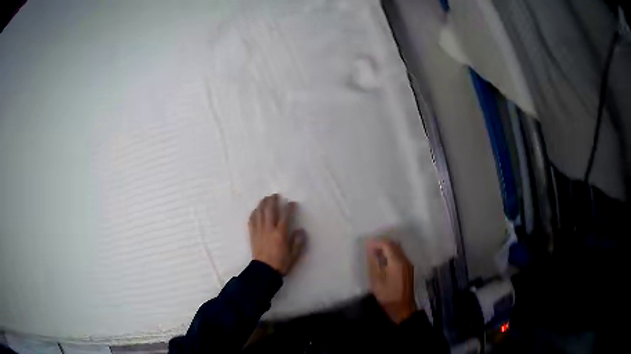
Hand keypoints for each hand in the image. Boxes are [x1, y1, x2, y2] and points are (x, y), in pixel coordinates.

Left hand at [249, 194, 305, 275]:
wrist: (264, 271)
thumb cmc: (281, 263)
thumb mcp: (294, 255)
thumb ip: (298, 242)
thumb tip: (301, 230)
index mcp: (280, 233)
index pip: (285, 216)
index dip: (289, 207)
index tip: (292, 202)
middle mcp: (269, 229)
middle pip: (270, 210)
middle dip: (272, 201)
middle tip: (275, 195)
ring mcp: (259, 231)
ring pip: (259, 213)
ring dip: (262, 204)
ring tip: (265, 199)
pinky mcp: (252, 234)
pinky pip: (251, 220)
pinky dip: (254, 213)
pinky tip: (255, 210)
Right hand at [366, 237, 416, 323]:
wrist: (402, 308)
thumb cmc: (387, 296)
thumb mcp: (376, 280)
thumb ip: (373, 263)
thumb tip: (370, 249)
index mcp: (397, 262)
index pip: (387, 244)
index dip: (376, 242)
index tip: (366, 245)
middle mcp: (405, 260)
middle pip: (394, 244)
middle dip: (381, 243)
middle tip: (369, 249)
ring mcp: (408, 264)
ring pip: (397, 249)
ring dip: (386, 248)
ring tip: (374, 254)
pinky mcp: (408, 269)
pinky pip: (399, 255)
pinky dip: (390, 254)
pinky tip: (382, 261)